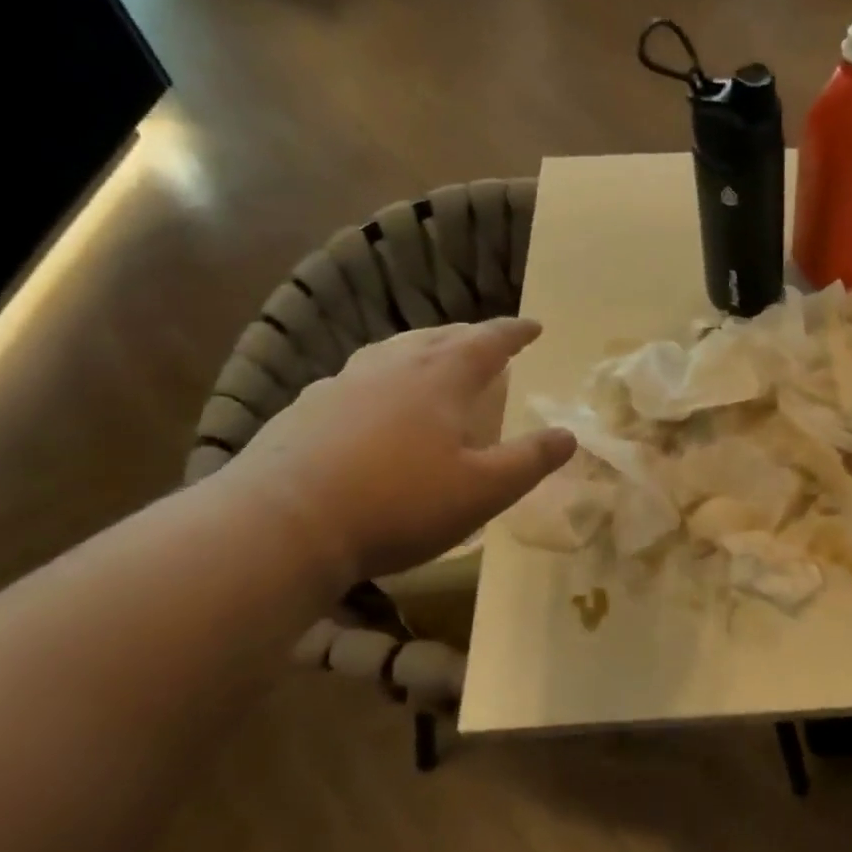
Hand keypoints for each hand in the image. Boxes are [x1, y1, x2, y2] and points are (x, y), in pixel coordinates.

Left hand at [217, 319, 575, 580]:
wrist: (281, 525)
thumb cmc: (397, 503)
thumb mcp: (482, 490)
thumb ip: (530, 461)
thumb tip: (569, 435)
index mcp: (440, 377)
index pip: (488, 341)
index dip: (514, 332)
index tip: (534, 326)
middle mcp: (393, 367)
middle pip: (439, 337)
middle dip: (470, 336)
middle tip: (488, 343)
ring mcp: (343, 383)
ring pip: (393, 351)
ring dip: (422, 348)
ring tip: (433, 359)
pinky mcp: (305, 409)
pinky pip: (357, 378)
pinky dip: (381, 378)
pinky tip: (373, 402)